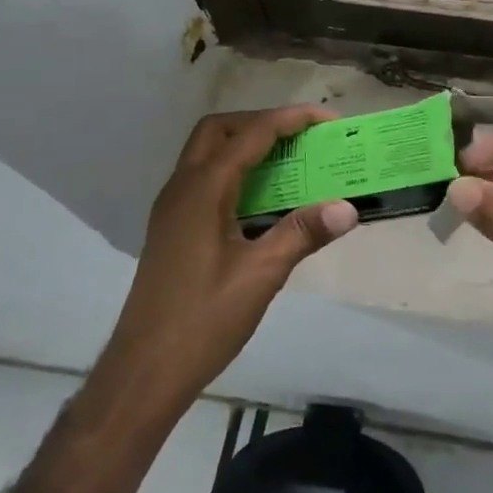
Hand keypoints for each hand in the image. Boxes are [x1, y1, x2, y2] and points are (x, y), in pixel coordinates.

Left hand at [107, 106, 358, 418]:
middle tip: (301, 138)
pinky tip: (262, 201)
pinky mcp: (172, 228)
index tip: (328, 119)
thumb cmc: (203, 321)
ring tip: (289, 162)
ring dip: (247, 145)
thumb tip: (348, 207)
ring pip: (208, 153)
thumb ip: (303, 233)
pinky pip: (205, 179)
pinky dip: (235, 171)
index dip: (291, 119)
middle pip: (220, 130)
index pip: (252, 134)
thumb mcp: (261, 275)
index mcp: (203, 190)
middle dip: (262, 122)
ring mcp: (172, 208)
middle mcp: (182, 188)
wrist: (144, 372)